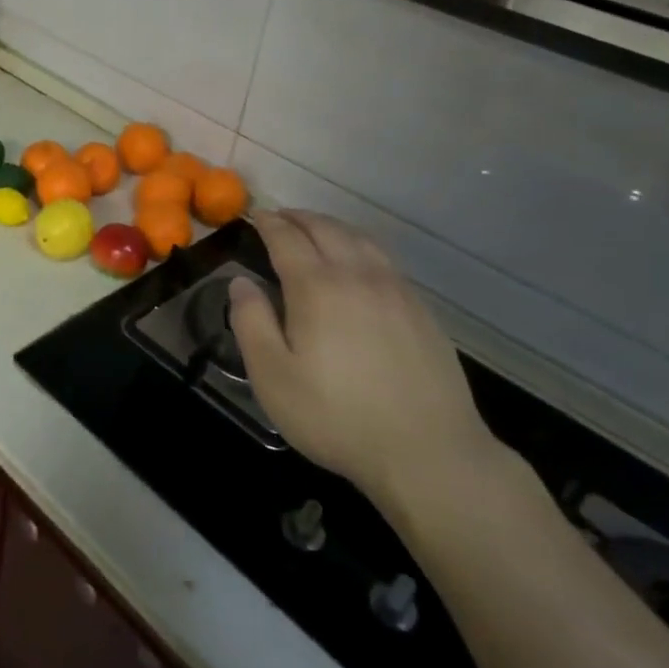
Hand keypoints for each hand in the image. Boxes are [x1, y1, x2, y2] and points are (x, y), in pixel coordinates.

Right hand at [229, 209, 495, 516]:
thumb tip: (241, 283)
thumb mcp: (273, 377)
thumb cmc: (336, 417)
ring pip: (360, 239)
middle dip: (298, 217)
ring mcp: (396, 290)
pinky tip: (358, 265)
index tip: (253, 215)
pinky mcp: (420, 310)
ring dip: (331, 226)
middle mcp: (358, 275)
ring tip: (315, 231)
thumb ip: (251, 323)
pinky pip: (384, 260)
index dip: (268, 222)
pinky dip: (360, 246)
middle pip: (326, 228)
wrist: (428, 452)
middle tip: (279, 218)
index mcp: (317, 287)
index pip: (287, 238)